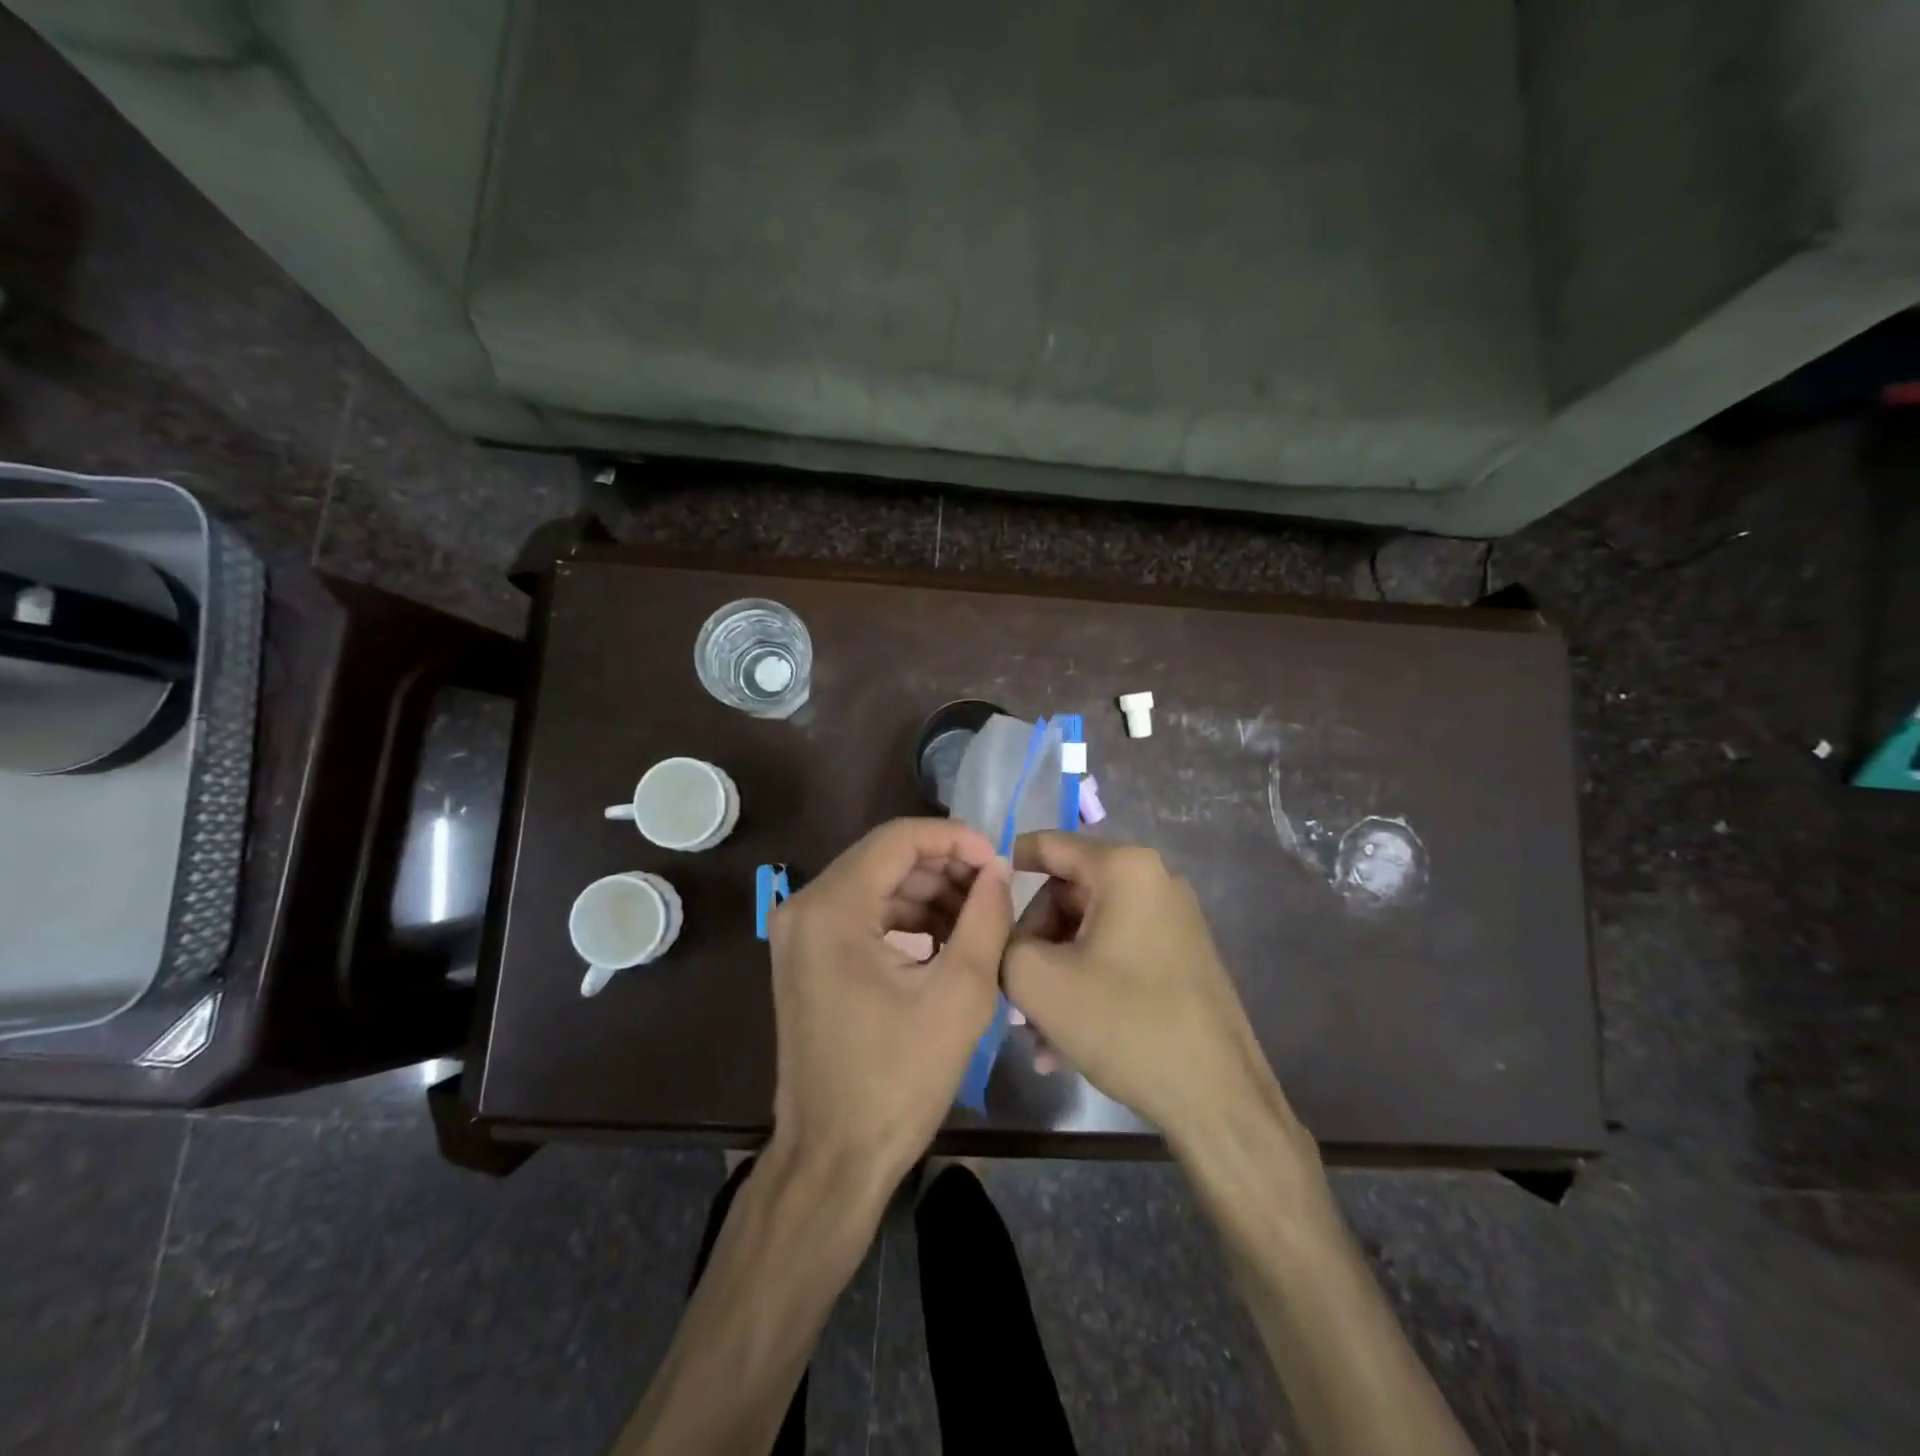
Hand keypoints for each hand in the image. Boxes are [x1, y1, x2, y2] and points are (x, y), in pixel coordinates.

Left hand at [766, 819, 1012, 1197]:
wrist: (833, 1157)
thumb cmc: (897, 1080)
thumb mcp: (959, 995)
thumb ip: (986, 919)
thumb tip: (997, 869)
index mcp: (832, 908)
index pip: (899, 838)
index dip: (955, 839)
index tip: (998, 859)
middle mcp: (805, 907)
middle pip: (886, 859)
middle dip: (946, 867)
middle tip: (994, 891)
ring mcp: (801, 933)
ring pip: (877, 885)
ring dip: (929, 894)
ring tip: (979, 919)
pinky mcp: (808, 957)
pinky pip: (864, 915)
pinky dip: (907, 919)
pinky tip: (946, 941)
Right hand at [1002, 832, 1301, 1149]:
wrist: (1218, 1098)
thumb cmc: (1125, 1024)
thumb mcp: (1039, 981)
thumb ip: (1002, 941)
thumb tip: (1001, 930)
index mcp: (1124, 868)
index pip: (1047, 845)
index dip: (1003, 866)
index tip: (972, 895)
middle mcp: (1153, 880)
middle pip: (1065, 895)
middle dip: (1033, 945)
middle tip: (1012, 994)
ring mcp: (1171, 919)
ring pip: (1087, 933)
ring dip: (1054, 977)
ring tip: (1036, 1035)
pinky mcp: (1179, 956)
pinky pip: (1114, 955)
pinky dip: (1084, 986)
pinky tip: (1063, 1043)